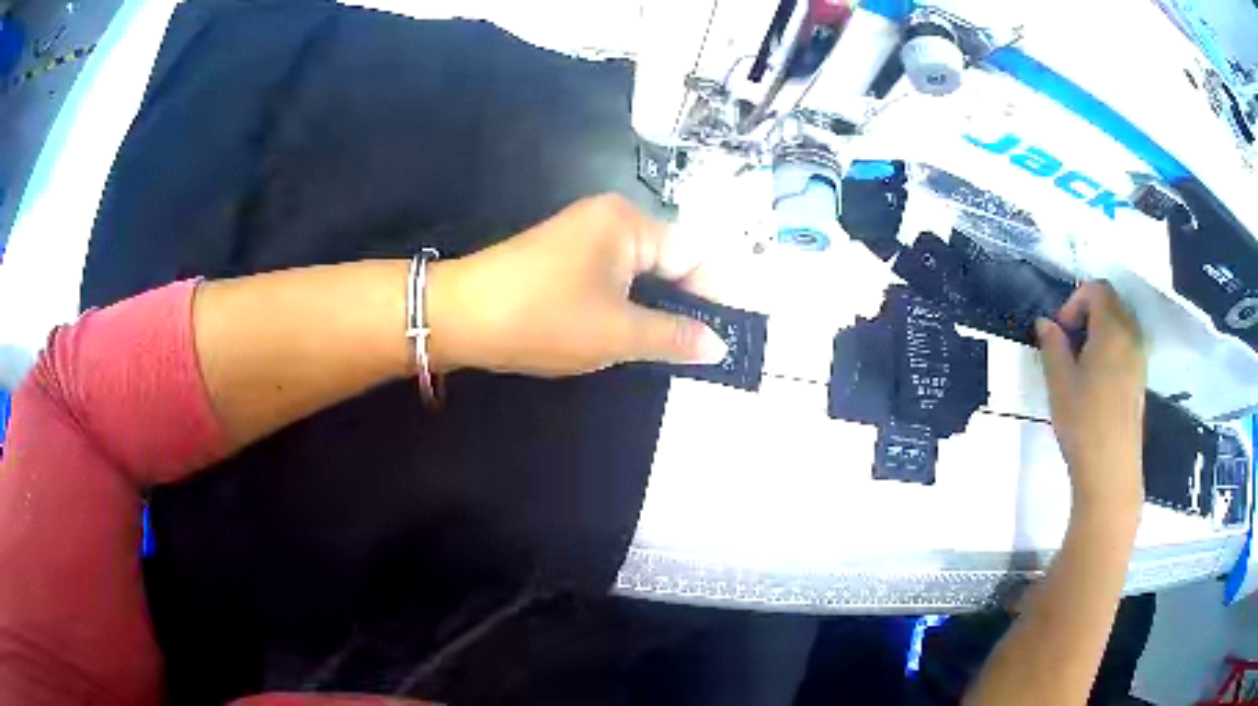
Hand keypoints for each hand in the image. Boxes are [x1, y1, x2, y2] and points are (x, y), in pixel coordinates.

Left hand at [425, 194, 727, 376]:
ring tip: (669, 347)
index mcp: (629, 223)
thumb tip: (719, 344)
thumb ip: (674, 336)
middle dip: (685, 303)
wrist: (459, 316)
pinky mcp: (563, 254)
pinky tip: (628, 332)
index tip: (726, 336)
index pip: (694, 254)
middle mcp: (610, 217)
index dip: (714, 296)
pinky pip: (612, 275)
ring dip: (656, 307)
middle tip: (700, 349)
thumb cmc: (543, 318)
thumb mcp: (617, 333)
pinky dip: (627, 303)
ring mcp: (582, 234)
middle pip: (669, 259)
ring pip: (640, 271)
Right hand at [1036, 281, 1145, 515]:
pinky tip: (1096, 381)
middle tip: (1068, 342)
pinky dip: (1111, 349)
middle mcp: (1131, 336)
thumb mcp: (1059, 382)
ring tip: (1081, 363)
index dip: (1075, 301)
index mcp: (1112, 329)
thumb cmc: (1083, 423)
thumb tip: (1045, 323)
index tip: (1060, 330)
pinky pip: (1127, 346)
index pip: (1097, 290)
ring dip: (1100, 331)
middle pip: (1112, 303)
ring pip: (1121, 325)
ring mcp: (1139, 359)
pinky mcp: (1140, 380)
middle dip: (1087, 313)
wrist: (1110, 471)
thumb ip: (1052, 345)